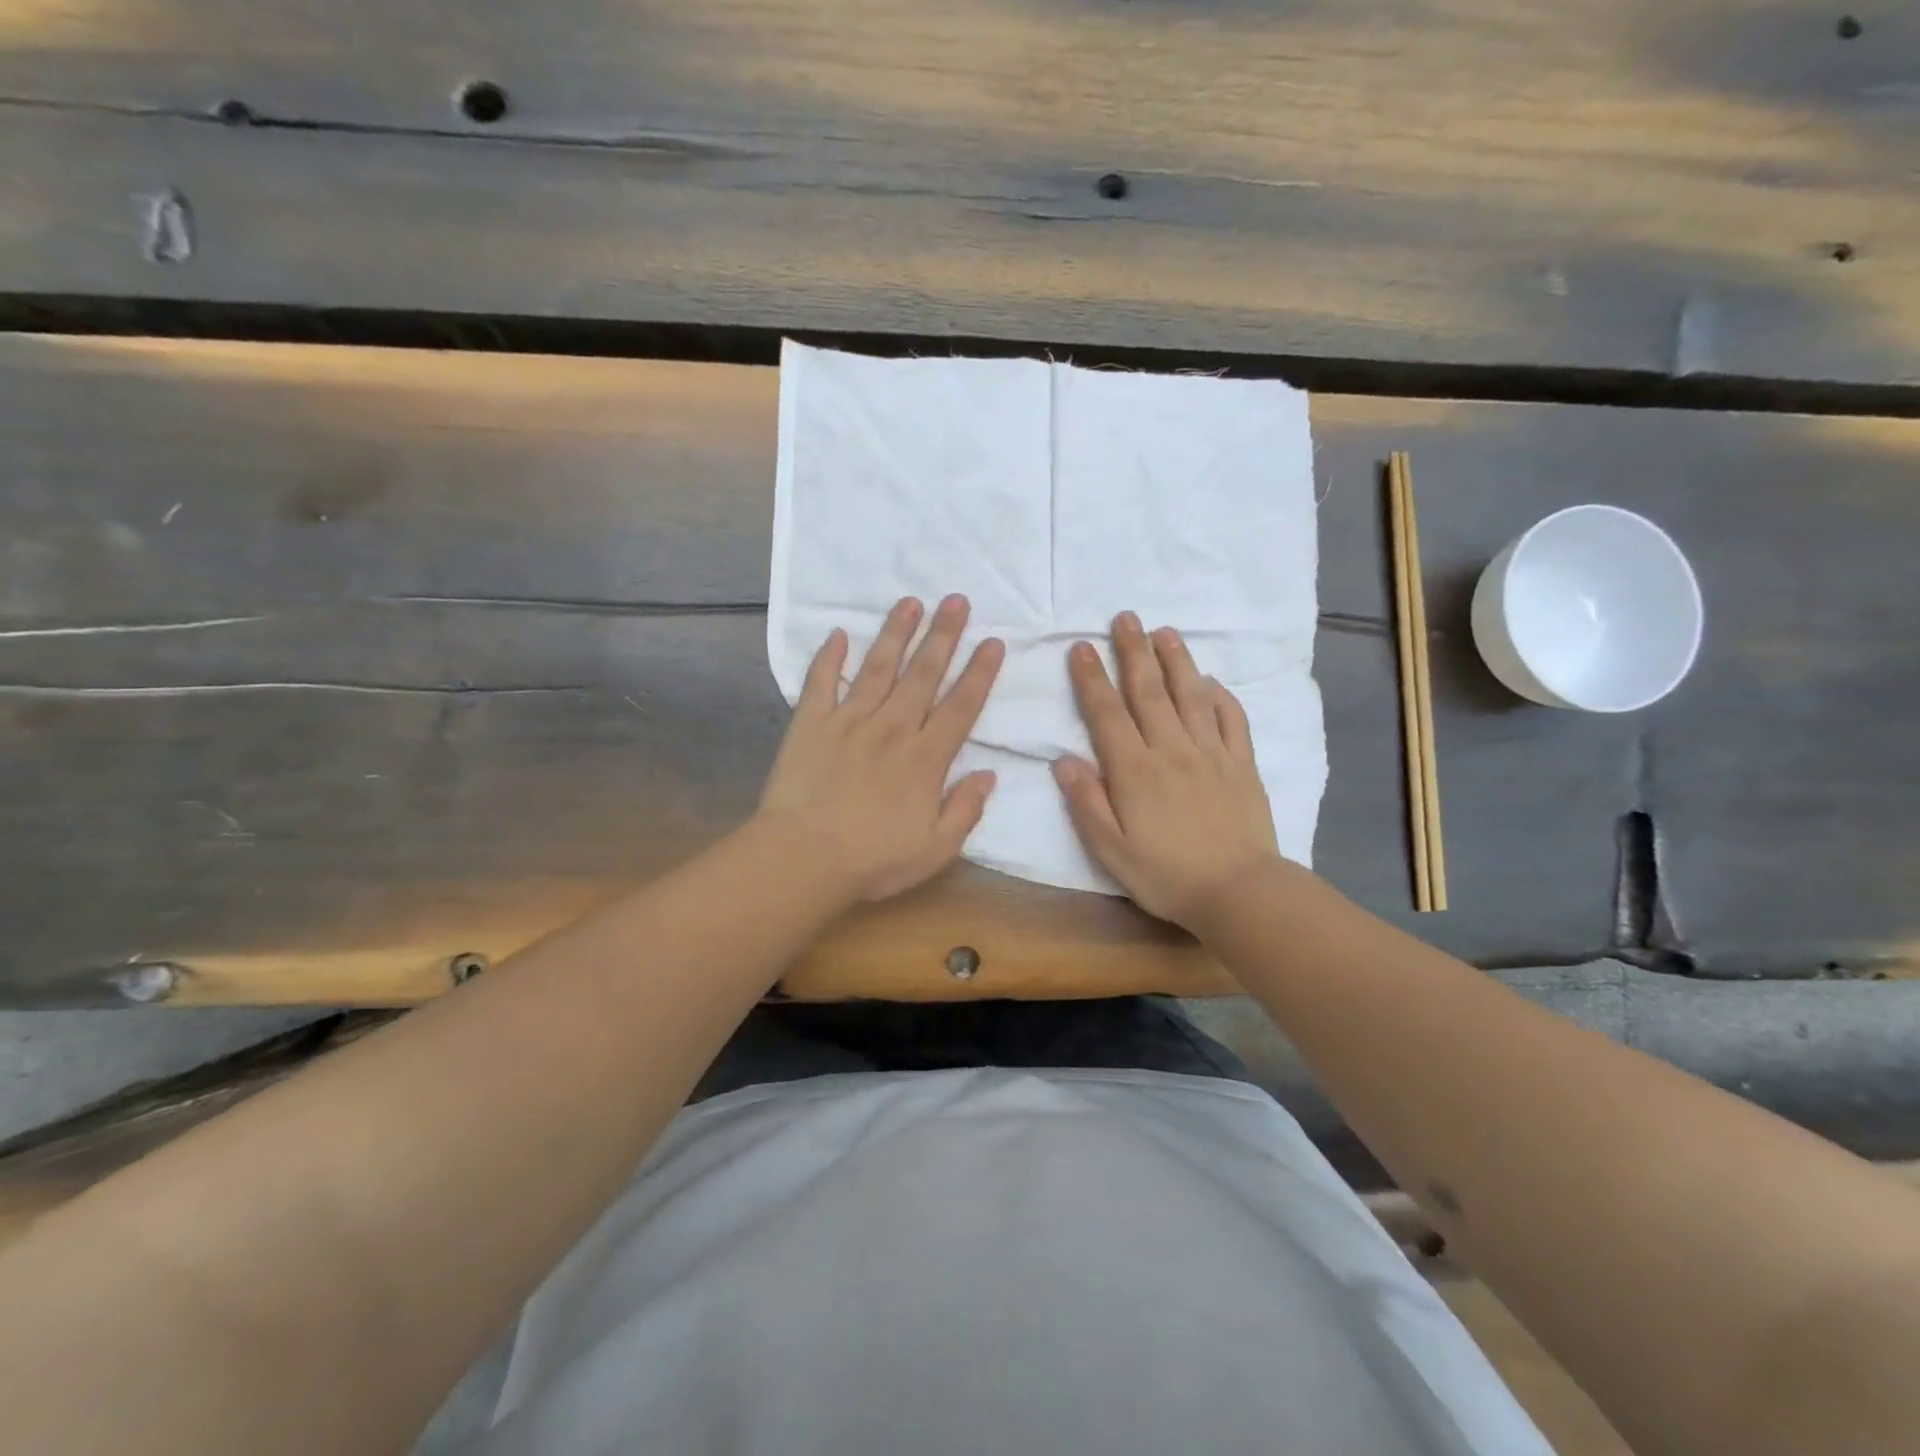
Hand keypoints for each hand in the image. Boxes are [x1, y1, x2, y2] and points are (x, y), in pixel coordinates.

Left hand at [759, 594, 1003, 902]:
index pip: (961, 707)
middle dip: (943, 635)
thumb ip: (966, 809)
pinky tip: (837, 633)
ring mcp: (849, 721)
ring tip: (910, 602)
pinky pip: (821, 682)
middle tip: (957, 600)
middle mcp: (893, 728)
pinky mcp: (811, 724)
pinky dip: (829, 657)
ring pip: (878, 668)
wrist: (804, 858)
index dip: (979, 673)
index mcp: (926, 758)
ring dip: (896, 633)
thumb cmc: (873, 860)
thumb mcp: (936, 849)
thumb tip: (989, 774)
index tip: (993, 642)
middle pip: (923, 675)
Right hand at [1053, 612, 1280, 927]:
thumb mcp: (1110, 849)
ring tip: (1165, 631)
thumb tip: (1062, 759)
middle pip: (1149, 692)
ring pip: (1190, 695)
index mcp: (1134, 770)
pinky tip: (1211, 681)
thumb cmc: (1165, 875)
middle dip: (1133, 651)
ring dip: (1176, 661)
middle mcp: (1171, 750)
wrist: (1238, 892)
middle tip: (1125, 617)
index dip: (1092, 678)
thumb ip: (1086, 802)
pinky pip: (1231, 720)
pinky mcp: (1241, 765)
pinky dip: (1220, 696)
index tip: (1082, 646)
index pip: (1107, 713)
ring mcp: (1210, 754)